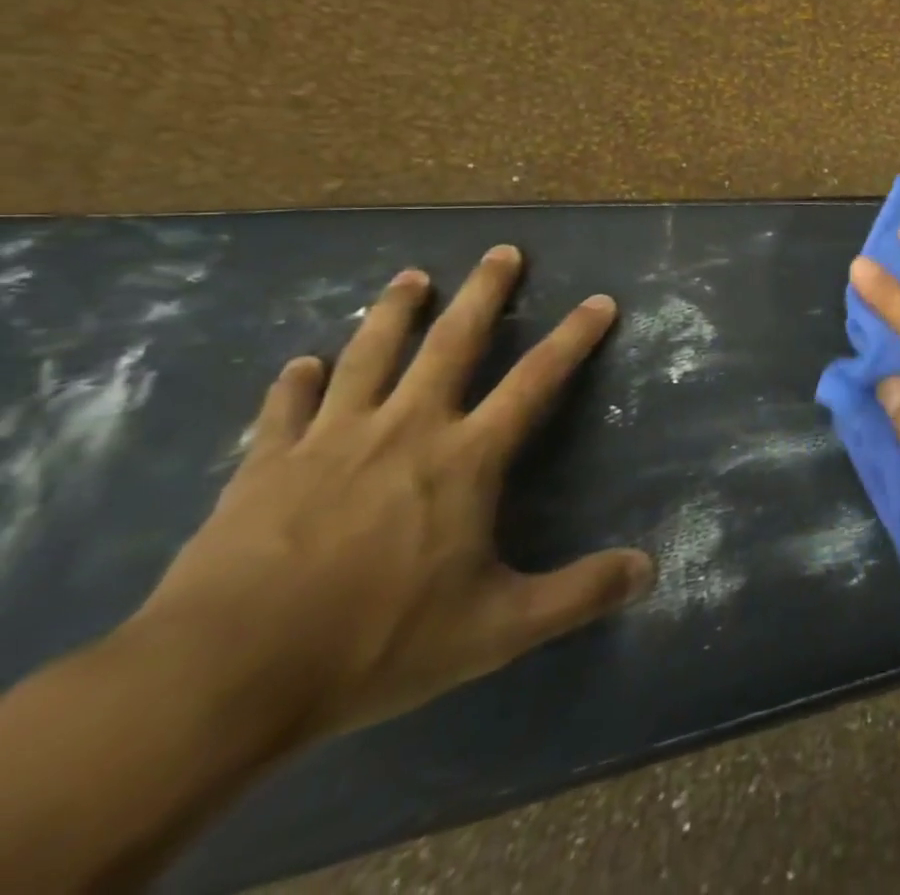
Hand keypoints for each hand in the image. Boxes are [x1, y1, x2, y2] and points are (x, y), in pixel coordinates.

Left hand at [135, 246, 652, 743]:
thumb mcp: (497, 629)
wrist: (219, 678)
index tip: (599, 300)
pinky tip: (303, 363)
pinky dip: (296, 383)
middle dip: (484, 292)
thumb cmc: (375, 643)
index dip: (574, 337)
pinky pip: (286, 410)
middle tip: (503, 251)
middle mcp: (406, 429)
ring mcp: (331, 441)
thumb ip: (579, 595)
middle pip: (453, 342)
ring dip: (394, 312)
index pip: (537, 379)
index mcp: (465, 458)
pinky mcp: (263, 467)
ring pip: (370, 355)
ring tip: (411, 277)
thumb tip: (649, 570)